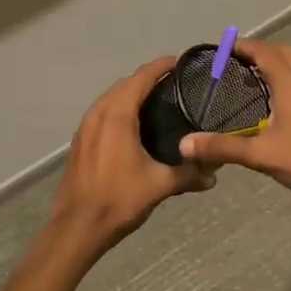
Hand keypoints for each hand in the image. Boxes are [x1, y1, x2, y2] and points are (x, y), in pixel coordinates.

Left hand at [50, 57, 211, 256]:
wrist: (77, 227)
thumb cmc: (119, 199)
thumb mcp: (159, 185)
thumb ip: (188, 175)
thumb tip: (214, 174)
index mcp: (117, 115)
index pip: (141, 78)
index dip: (160, 66)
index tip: (179, 62)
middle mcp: (99, 113)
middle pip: (125, 84)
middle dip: (147, 78)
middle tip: (174, 83)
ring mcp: (85, 127)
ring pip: (111, 98)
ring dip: (131, 93)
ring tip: (156, 100)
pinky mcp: (80, 141)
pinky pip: (102, 112)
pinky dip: (119, 108)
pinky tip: (133, 125)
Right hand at [178, 40, 290, 209]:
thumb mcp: (261, 155)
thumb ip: (223, 148)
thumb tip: (185, 144)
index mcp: (290, 83)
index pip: (265, 52)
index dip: (244, 46)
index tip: (223, 47)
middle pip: (284, 52)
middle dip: (261, 51)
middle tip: (238, 62)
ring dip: (278, 63)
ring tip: (255, 78)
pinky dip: (289, 78)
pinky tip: (278, 102)